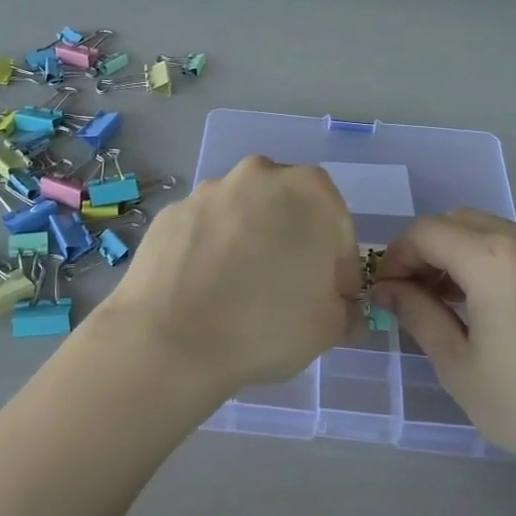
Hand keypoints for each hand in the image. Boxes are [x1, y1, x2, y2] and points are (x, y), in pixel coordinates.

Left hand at [98, 157, 357, 404]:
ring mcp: (209, 191)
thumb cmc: (266, 325)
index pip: (338, 229)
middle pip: (288, 211)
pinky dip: (211, 252)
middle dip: (293, 245)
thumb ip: (345, 311)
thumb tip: (342, 310)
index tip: (331, 301)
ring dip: (250, 244)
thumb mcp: (328, 328)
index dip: (339, 269)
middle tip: (288, 292)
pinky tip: (205, 290)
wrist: (170, 339)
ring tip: (240, 293)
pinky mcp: (172, 213)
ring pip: (243, 217)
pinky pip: (205, 231)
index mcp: (308, 191)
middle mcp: (258, 176)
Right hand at [372, 211, 515, 493]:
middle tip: (415, 297)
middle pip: (458, 223)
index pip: (426, 232)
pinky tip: (497, 308)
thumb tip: (388, 288)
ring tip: (453, 305)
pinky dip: (496, 262)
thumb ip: (418, 315)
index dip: (396, 256)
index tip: (386, 292)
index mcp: (495, 257)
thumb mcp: (460, 366)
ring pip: (492, 232)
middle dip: (427, 252)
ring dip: (461, 255)